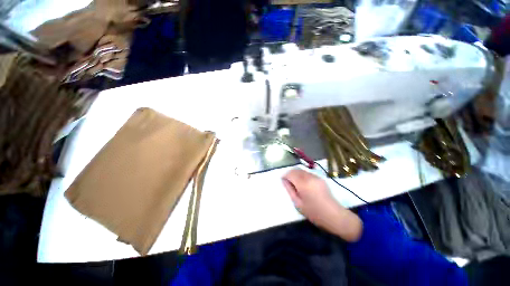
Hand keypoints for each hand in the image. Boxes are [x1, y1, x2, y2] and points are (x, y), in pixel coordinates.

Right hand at [282, 169, 362, 241]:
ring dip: (296, 174)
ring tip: (295, 184)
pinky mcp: (320, 178)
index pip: (290, 173)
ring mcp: (316, 176)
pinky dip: (302, 175)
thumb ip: (290, 189)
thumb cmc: (314, 212)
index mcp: (303, 183)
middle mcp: (309, 177)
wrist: (334, 215)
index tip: (282, 181)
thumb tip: (284, 180)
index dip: (285, 176)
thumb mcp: (298, 203)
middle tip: (288, 182)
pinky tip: (303, 184)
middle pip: (296, 169)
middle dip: (290, 174)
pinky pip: (307, 173)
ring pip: (301, 170)